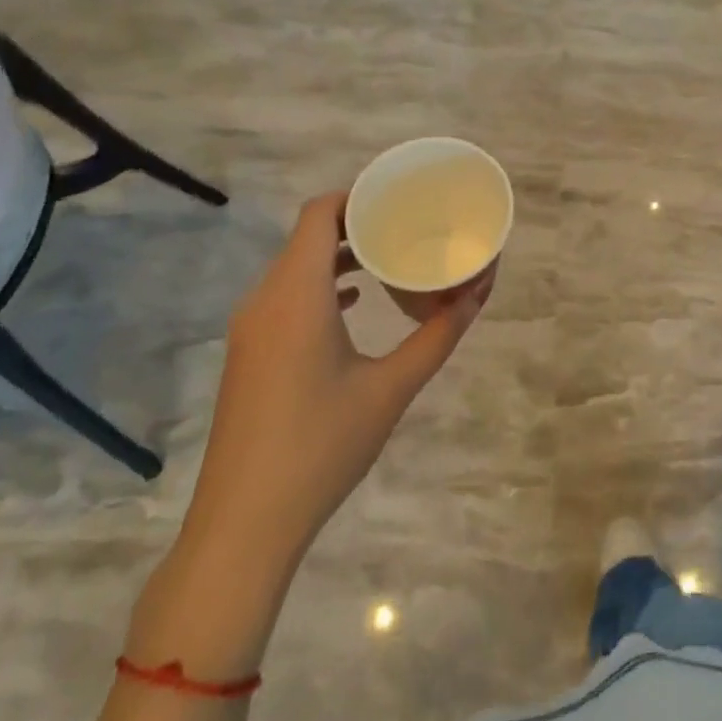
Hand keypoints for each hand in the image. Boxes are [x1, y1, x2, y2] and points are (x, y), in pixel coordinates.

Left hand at [183, 191, 481, 568]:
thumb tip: (478, 293)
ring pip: (296, 267)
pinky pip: (286, 296)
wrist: (243, 526)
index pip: (319, 213)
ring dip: (339, 256)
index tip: (399, 196)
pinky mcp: (248, 354)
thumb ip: (438, 335)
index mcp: (296, 294)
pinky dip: (320, 286)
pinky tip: (355, 303)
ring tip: (389, 258)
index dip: (357, 195)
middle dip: (357, 223)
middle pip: (308, 236)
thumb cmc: (321, 446)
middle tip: (407, 225)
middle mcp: (265, 299)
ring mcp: (250, 328)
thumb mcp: (390, 389)